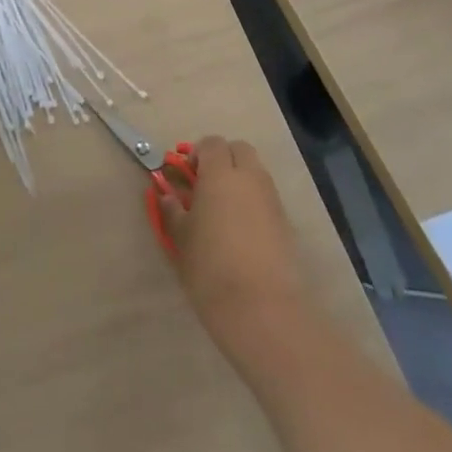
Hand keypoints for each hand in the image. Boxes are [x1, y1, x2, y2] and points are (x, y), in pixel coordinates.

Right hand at [163, 136, 312, 370]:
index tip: (185, 174)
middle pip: (239, 149)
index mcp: (220, 174)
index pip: (212, 143)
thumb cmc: (210, 267)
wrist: (261, 308)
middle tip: (204, 183)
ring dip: (239, 179)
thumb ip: (172, 210)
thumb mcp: (181, 237)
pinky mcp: (285, 224)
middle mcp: (250, 179)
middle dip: (222, 158)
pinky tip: (239, 230)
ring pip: (256, 172)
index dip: (196, 152)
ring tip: (221, 209)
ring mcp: (272, 200)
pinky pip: (266, 197)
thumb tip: (167, 195)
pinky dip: (252, 201)